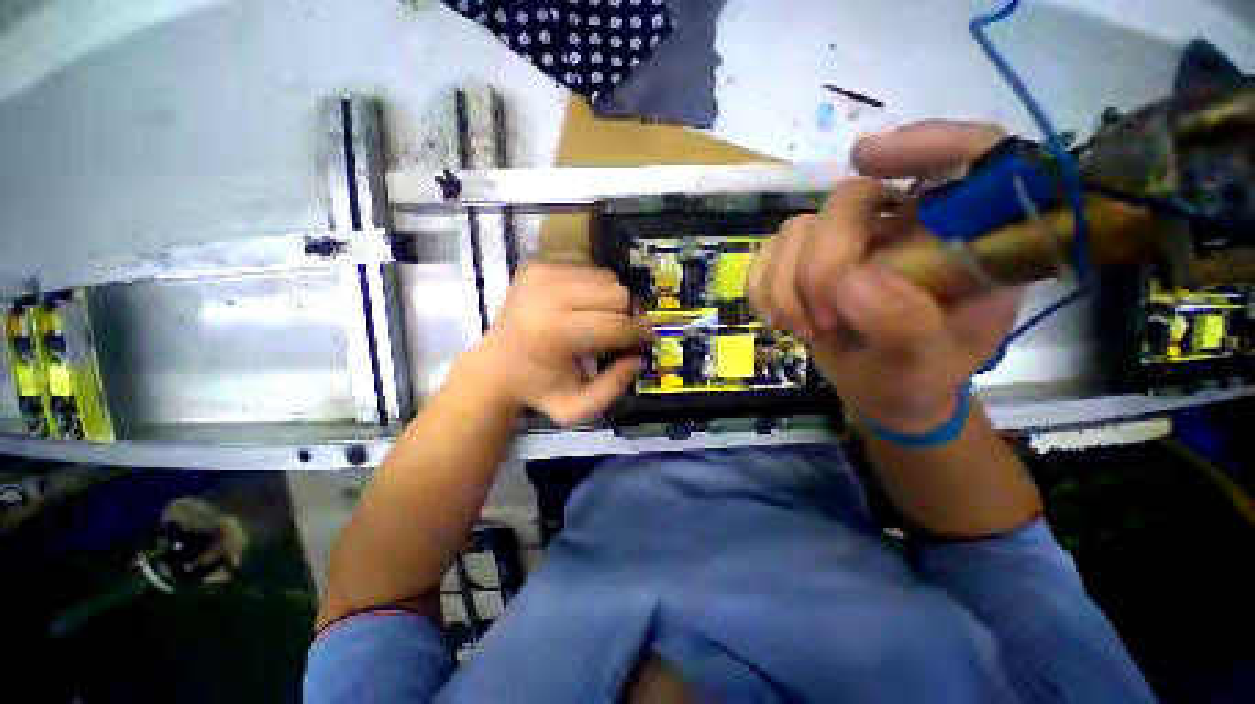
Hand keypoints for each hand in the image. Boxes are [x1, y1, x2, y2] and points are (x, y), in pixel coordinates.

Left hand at [474, 262, 652, 426]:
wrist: (494, 365)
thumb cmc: (538, 388)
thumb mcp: (576, 408)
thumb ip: (613, 388)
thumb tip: (638, 358)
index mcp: (557, 333)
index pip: (617, 324)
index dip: (640, 333)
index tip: (647, 339)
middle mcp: (549, 295)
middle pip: (617, 294)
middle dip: (626, 316)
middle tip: (621, 331)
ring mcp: (542, 273)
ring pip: (607, 277)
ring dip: (612, 300)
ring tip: (600, 318)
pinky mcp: (538, 264)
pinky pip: (589, 267)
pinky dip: (595, 286)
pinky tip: (584, 304)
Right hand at [747, 121, 1022, 432]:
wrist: (879, 390)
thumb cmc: (915, 380)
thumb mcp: (925, 366)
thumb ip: (904, 325)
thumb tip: (849, 281)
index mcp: (963, 240)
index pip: (969, 156)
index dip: (925, 143)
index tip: (865, 159)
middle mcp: (905, 227)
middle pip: (848, 201)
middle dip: (822, 265)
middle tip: (824, 321)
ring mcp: (848, 242)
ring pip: (796, 229)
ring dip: (787, 286)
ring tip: (806, 329)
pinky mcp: (804, 260)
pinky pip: (767, 253)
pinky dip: (764, 286)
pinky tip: (777, 317)